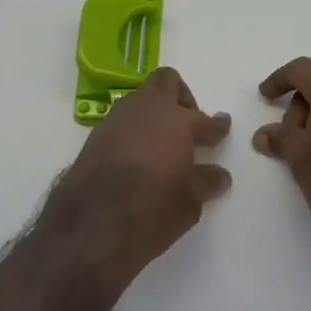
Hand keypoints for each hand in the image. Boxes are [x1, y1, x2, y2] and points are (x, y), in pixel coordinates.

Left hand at [41, 68, 231, 296]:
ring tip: (162, 143)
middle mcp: (147, 110)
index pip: (205, 120)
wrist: (87, 228)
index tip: (222, 127)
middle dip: (181, 98)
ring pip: (141, 99)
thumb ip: (205, 182)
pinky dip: (134, 131)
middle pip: (167, 82)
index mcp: (177, 121)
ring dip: (154, 113)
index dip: (216, 125)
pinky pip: (122, 121)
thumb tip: (219, 174)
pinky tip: (137, 157)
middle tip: (188, 126)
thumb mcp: (188, 203)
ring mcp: (117, 120)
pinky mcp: (95, 137)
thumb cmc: (150, 213)